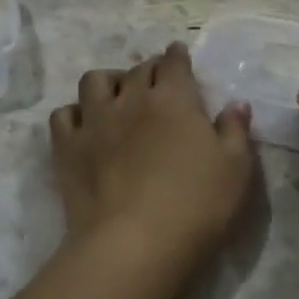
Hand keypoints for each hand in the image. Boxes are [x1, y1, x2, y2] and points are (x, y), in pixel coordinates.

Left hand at [50, 43, 254, 265]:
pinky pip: (63, 115)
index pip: (174, 63)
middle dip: (148, 69)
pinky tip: (83, 126)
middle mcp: (132, 99)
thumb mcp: (236, 169)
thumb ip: (235, 131)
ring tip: (115, 96)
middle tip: (155, 82)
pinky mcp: (67, 147)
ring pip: (95, 81)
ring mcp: (95, 121)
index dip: (178, 56)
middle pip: (138, 69)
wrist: (134, 243)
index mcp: (174, 99)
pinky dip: (74, 115)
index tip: (179, 56)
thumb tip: (236, 104)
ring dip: (108, 82)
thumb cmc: (196, 205)